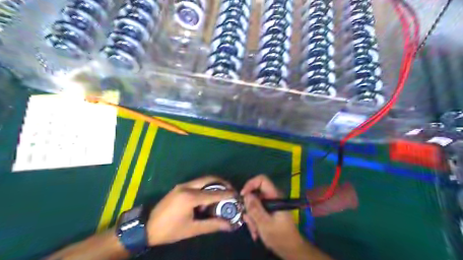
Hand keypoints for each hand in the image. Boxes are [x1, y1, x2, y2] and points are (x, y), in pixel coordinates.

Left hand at [146, 176, 235, 246]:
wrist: (147, 227)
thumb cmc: (170, 230)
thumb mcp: (192, 229)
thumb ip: (212, 225)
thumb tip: (229, 225)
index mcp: (190, 197)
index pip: (214, 193)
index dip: (227, 194)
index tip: (237, 195)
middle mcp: (187, 187)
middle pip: (209, 179)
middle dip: (222, 183)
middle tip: (231, 191)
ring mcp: (182, 185)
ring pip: (203, 180)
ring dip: (213, 185)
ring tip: (220, 197)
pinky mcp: (179, 187)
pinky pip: (197, 183)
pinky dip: (205, 188)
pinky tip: (206, 200)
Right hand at [241, 176, 306, 256]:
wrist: (291, 249)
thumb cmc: (280, 237)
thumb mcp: (265, 224)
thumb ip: (255, 209)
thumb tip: (246, 195)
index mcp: (275, 196)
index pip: (262, 180)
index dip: (250, 184)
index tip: (242, 196)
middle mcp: (272, 197)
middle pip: (255, 193)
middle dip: (249, 207)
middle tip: (249, 221)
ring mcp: (270, 204)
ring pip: (254, 204)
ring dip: (251, 217)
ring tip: (255, 231)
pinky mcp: (268, 211)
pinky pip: (257, 211)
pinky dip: (254, 220)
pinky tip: (256, 232)